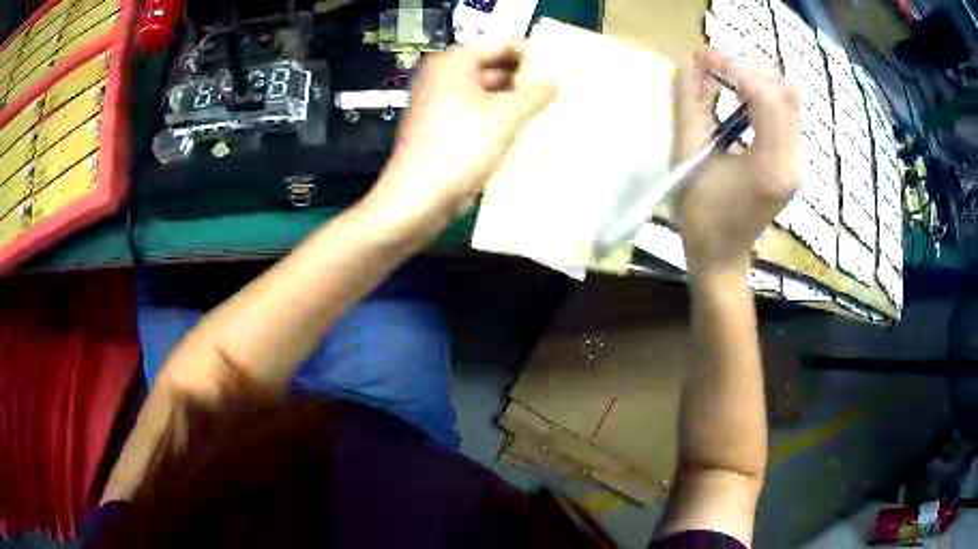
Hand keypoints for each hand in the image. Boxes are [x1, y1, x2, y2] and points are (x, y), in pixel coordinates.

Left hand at [369, 41, 555, 227]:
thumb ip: (533, 94)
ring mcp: (443, 106)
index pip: (500, 43)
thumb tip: (552, 83)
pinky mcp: (446, 132)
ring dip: (517, 102)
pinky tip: (529, 132)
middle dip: (526, 79)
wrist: (418, 199)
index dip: (531, 52)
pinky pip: (480, 117)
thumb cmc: (460, 146)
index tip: (560, 66)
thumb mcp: (505, 115)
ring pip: (489, 94)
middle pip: (494, 67)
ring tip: (552, 110)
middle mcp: (445, 79)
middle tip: (561, 89)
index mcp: (454, 63)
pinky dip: (502, 121)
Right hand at [675, 50, 800, 274]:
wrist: (721, 256)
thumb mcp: (688, 158)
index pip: (765, 97)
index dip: (735, 68)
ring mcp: (796, 164)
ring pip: (790, 103)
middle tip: (716, 69)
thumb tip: (690, 64)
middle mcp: (793, 162)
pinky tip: (741, 102)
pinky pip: (787, 117)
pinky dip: (764, 99)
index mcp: (770, 165)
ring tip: (727, 82)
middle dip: (749, 71)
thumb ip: (689, 107)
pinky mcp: (792, 164)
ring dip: (759, 83)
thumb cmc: (701, 215)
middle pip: (785, 94)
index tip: (705, 59)